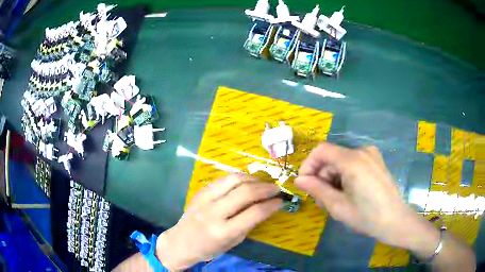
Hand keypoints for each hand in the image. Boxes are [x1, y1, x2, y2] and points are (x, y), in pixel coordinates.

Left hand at [156, 174, 281, 270]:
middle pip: (245, 192)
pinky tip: (246, 181)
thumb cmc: (209, 248)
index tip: (281, 201)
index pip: (254, 213)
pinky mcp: (200, 191)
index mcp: (223, 231)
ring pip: (233, 179)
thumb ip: (249, 224)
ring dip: (253, 179)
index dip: (271, 205)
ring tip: (262, 183)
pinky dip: (239, 178)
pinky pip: (223, 179)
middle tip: (276, 188)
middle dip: (265, 188)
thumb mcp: (233, 242)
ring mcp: (204, 199)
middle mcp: (213, 212)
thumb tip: (267, 207)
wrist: (181, 242)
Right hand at [295, 143, 439, 251]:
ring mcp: (371, 155)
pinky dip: (344, 176)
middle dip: (322, 177)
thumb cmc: (367, 217)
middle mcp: (362, 151)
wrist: (395, 221)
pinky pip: (353, 163)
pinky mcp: (376, 161)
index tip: (305, 184)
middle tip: (321, 200)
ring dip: (333, 178)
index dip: (308, 165)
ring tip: (335, 200)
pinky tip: (348, 193)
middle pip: (332, 157)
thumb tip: (299, 180)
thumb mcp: (338, 206)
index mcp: (353, 160)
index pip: (321, 150)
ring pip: (341, 161)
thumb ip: (317, 190)